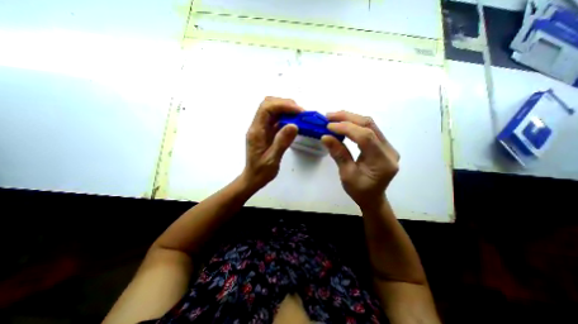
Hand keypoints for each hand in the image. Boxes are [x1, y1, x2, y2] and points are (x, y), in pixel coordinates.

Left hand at [241, 98, 302, 190]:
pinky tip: (295, 122)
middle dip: (285, 104)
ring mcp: (262, 128)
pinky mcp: (267, 132)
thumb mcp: (272, 159)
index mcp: (256, 131)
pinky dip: (286, 117)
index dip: (283, 105)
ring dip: (286, 109)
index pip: (266, 108)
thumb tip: (294, 125)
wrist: (253, 178)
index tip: (299, 111)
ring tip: (300, 116)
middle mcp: (257, 126)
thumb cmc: (261, 171)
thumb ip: (281, 142)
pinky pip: (276, 119)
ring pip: (272, 110)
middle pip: (268, 105)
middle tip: (300, 113)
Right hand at [321, 110, 397, 208]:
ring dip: (350, 118)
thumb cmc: (359, 191)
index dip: (346, 128)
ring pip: (370, 124)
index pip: (366, 137)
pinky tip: (343, 123)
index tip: (328, 126)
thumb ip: (338, 154)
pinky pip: (369, 129)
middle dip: (347, 118)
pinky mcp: (383, 145)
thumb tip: (325, 137)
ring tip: (333, 117)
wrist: (373, 197)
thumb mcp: (346, 175)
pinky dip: (354, 124)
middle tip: (328, 116)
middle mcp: (389, 150)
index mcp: (382, 162)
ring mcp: (388, 146)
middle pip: (370, 125)